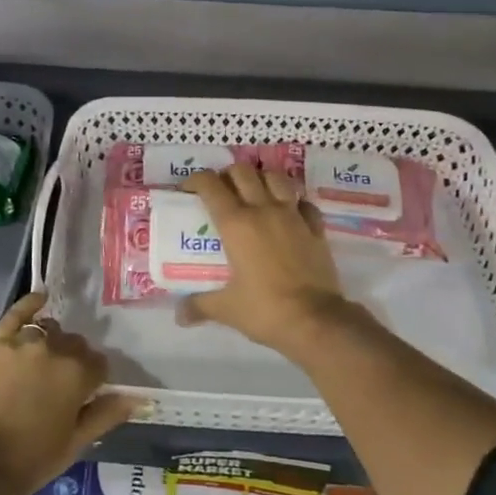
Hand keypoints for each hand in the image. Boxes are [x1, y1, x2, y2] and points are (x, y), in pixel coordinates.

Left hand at [0, 292, 139, 494]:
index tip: (87, 396)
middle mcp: (53, 349)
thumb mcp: (70, 448)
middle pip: (75, 345)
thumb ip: (103, 417)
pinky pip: (18, 313)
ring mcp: (22, 341)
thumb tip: (136, 398)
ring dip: (54, 342)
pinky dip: (31, 303)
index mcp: (76, 375)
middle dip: (75, 361)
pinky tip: (40, 298)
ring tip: (45, 362)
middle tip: (63, 386)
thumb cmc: (21, 463)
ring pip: (50, 331)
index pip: (100, 365)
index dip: (96, 381)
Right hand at [179, 165, 356, 361]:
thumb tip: (179, 315)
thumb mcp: (226, 309)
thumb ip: (199, 306)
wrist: (316, 322)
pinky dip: (294, 201)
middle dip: (227, 175)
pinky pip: (304, 203)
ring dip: (261, 179)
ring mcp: (293, 216)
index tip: (188, 190)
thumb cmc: (265, 310)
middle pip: (242, 172)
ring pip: (275, 178)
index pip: (210, 185)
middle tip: (221, 192)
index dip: (195, 180)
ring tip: (254, 194)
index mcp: (236, 224)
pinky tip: (289, 212)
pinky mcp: (315, 229)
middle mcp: (263, 210)